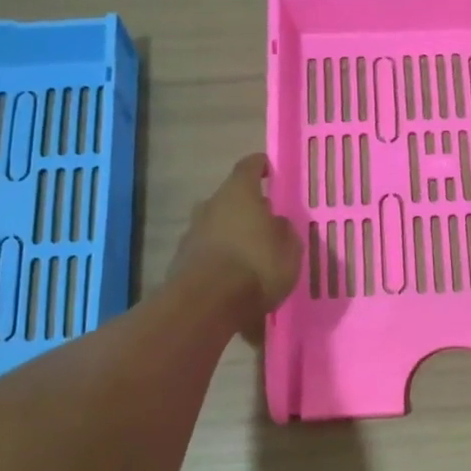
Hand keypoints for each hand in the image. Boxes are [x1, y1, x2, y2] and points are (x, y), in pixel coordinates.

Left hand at [172, 155, 301, 337]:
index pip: (249, 167)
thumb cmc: (256, 267)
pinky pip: (208, 251)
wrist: (206, 304)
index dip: (260, 166)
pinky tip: (234, 277)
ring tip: (250, 255)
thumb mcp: (289, 251)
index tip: (269, 169)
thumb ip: (285, 232)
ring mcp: (192, 232)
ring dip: (232, 234)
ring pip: (217, 225)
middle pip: (230, 198)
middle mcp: (211, 205)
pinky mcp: (181, 259)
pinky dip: (220, 258)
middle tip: (265, 223)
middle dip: (247, 208)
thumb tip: (277, 223)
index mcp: (239, 194)